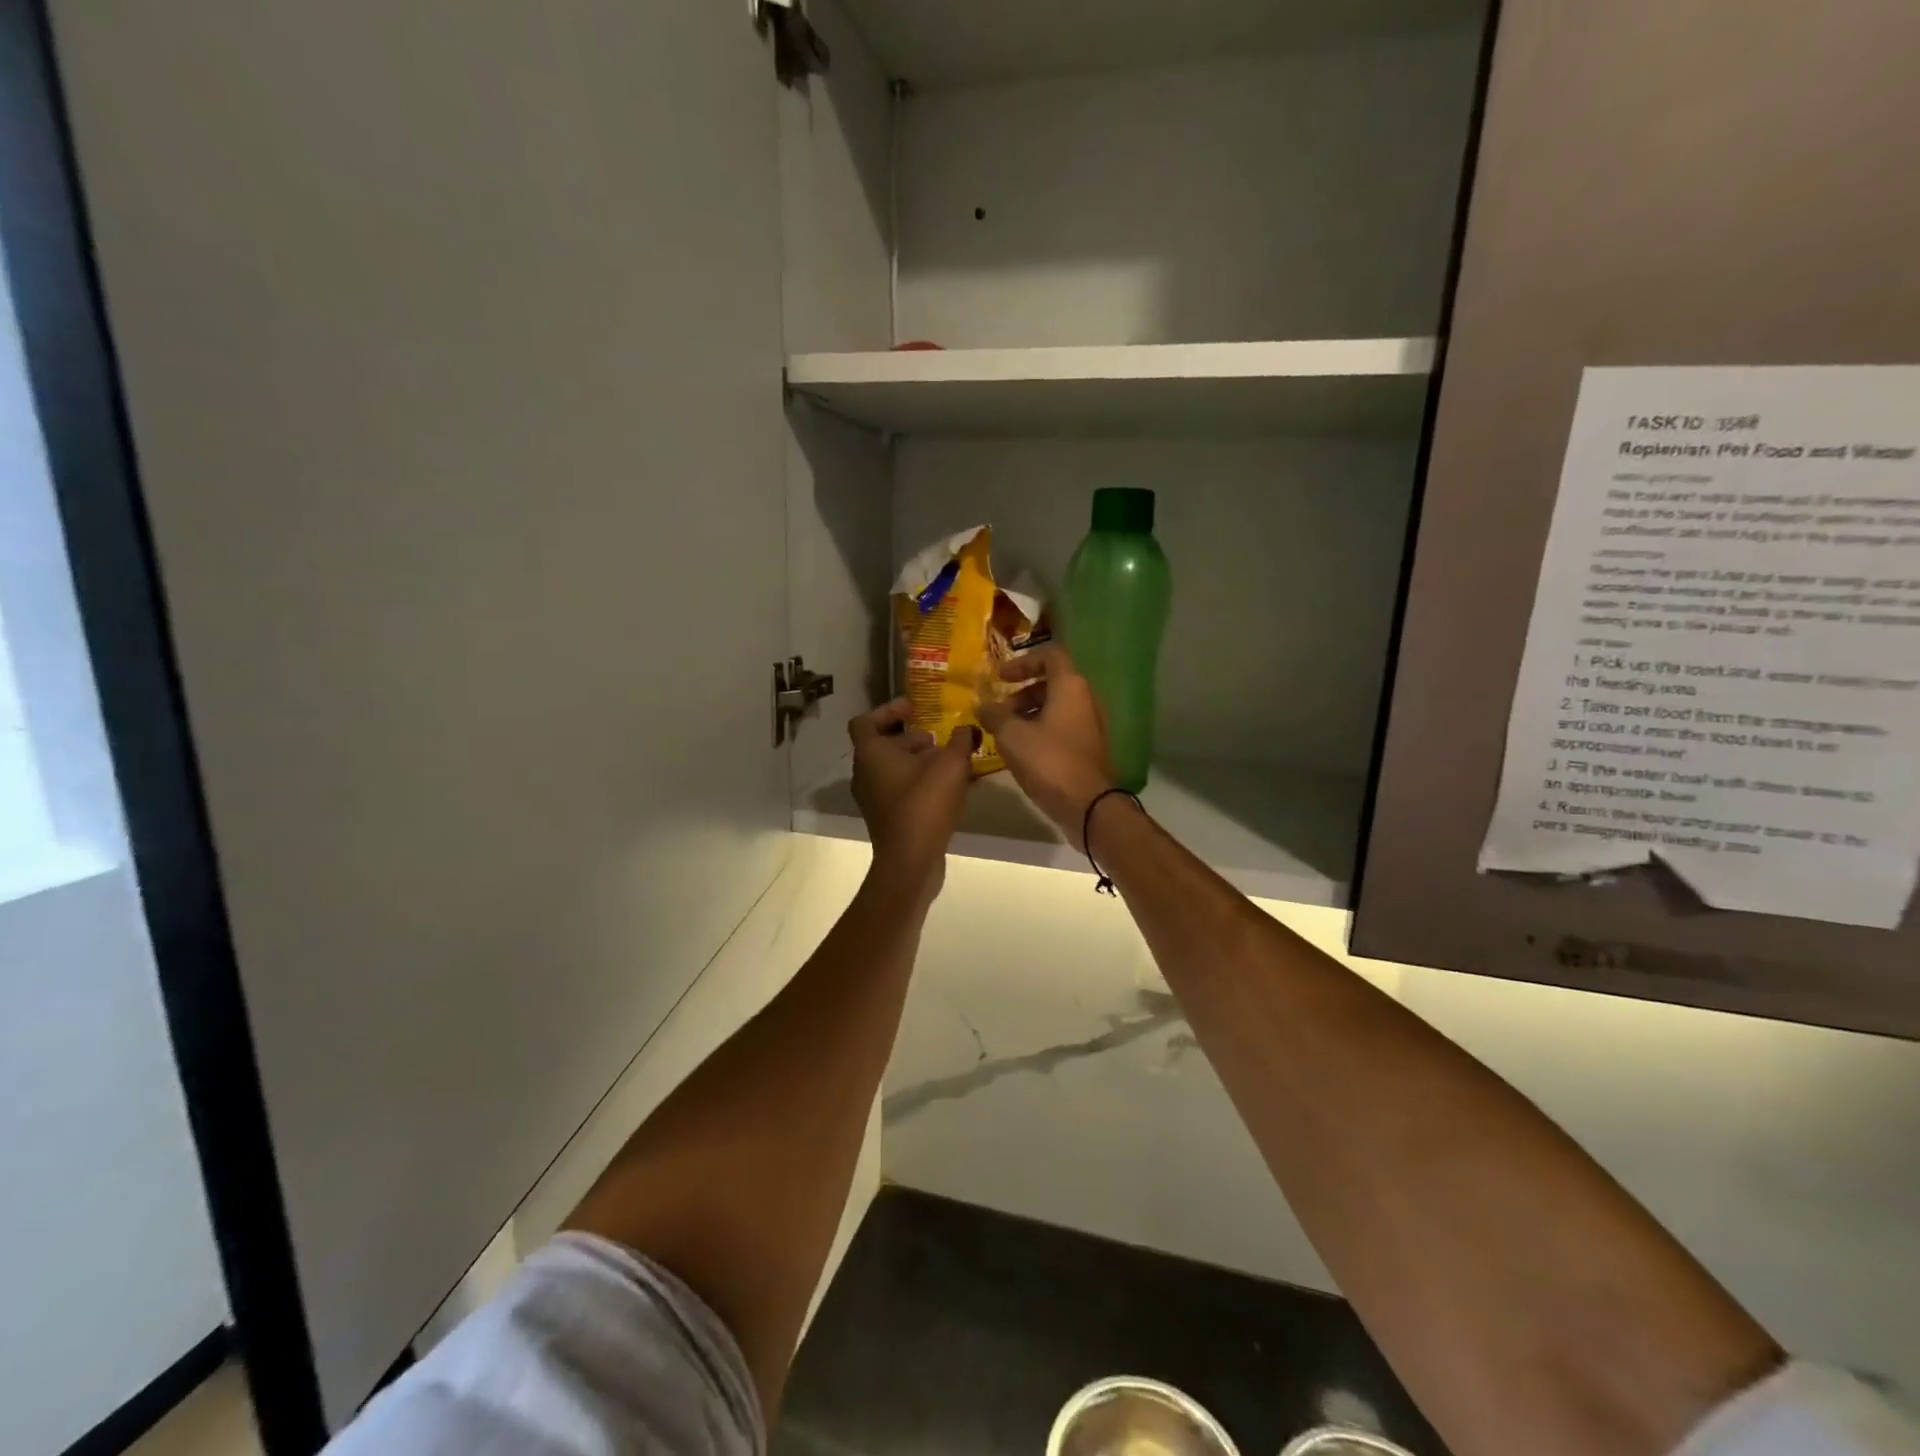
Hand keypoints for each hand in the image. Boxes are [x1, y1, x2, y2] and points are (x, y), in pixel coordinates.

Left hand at [849, 698, 975, 900]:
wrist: (910, 861)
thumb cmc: (924, 804)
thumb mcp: (952, 765)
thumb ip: (961, 740)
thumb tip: (968, 728)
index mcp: (871, 753)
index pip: (865, 720)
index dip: (888, 710)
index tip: (914, 709)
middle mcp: (864, 773)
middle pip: (881, 744)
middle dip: (910, 738)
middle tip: (937, 738)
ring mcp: (871, 797)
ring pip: (891, 768)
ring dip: (916, 761)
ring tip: (948, 762)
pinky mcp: (884, 817)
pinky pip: (898, 789)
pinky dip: (917, 782)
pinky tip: (947, 788)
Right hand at [978, 647, 1114, 850]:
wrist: (1087, 805)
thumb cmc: (1048, 761)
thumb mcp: (1011, 735)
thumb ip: (994, 715)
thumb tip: (983, 706)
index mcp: (1070, 686)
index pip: (1049, 655)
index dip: (1022, 662)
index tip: (1001, 678)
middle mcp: (1086, 699)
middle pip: (1052, 682)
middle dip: (1021, 693)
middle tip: (999, 711)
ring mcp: (1091, 724)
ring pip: (1057, 707)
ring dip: (1029, 713)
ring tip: (1005, 733)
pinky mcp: (1089, 747)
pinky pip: (1063, 726)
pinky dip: (1041, 729)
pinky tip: (1022, 750)